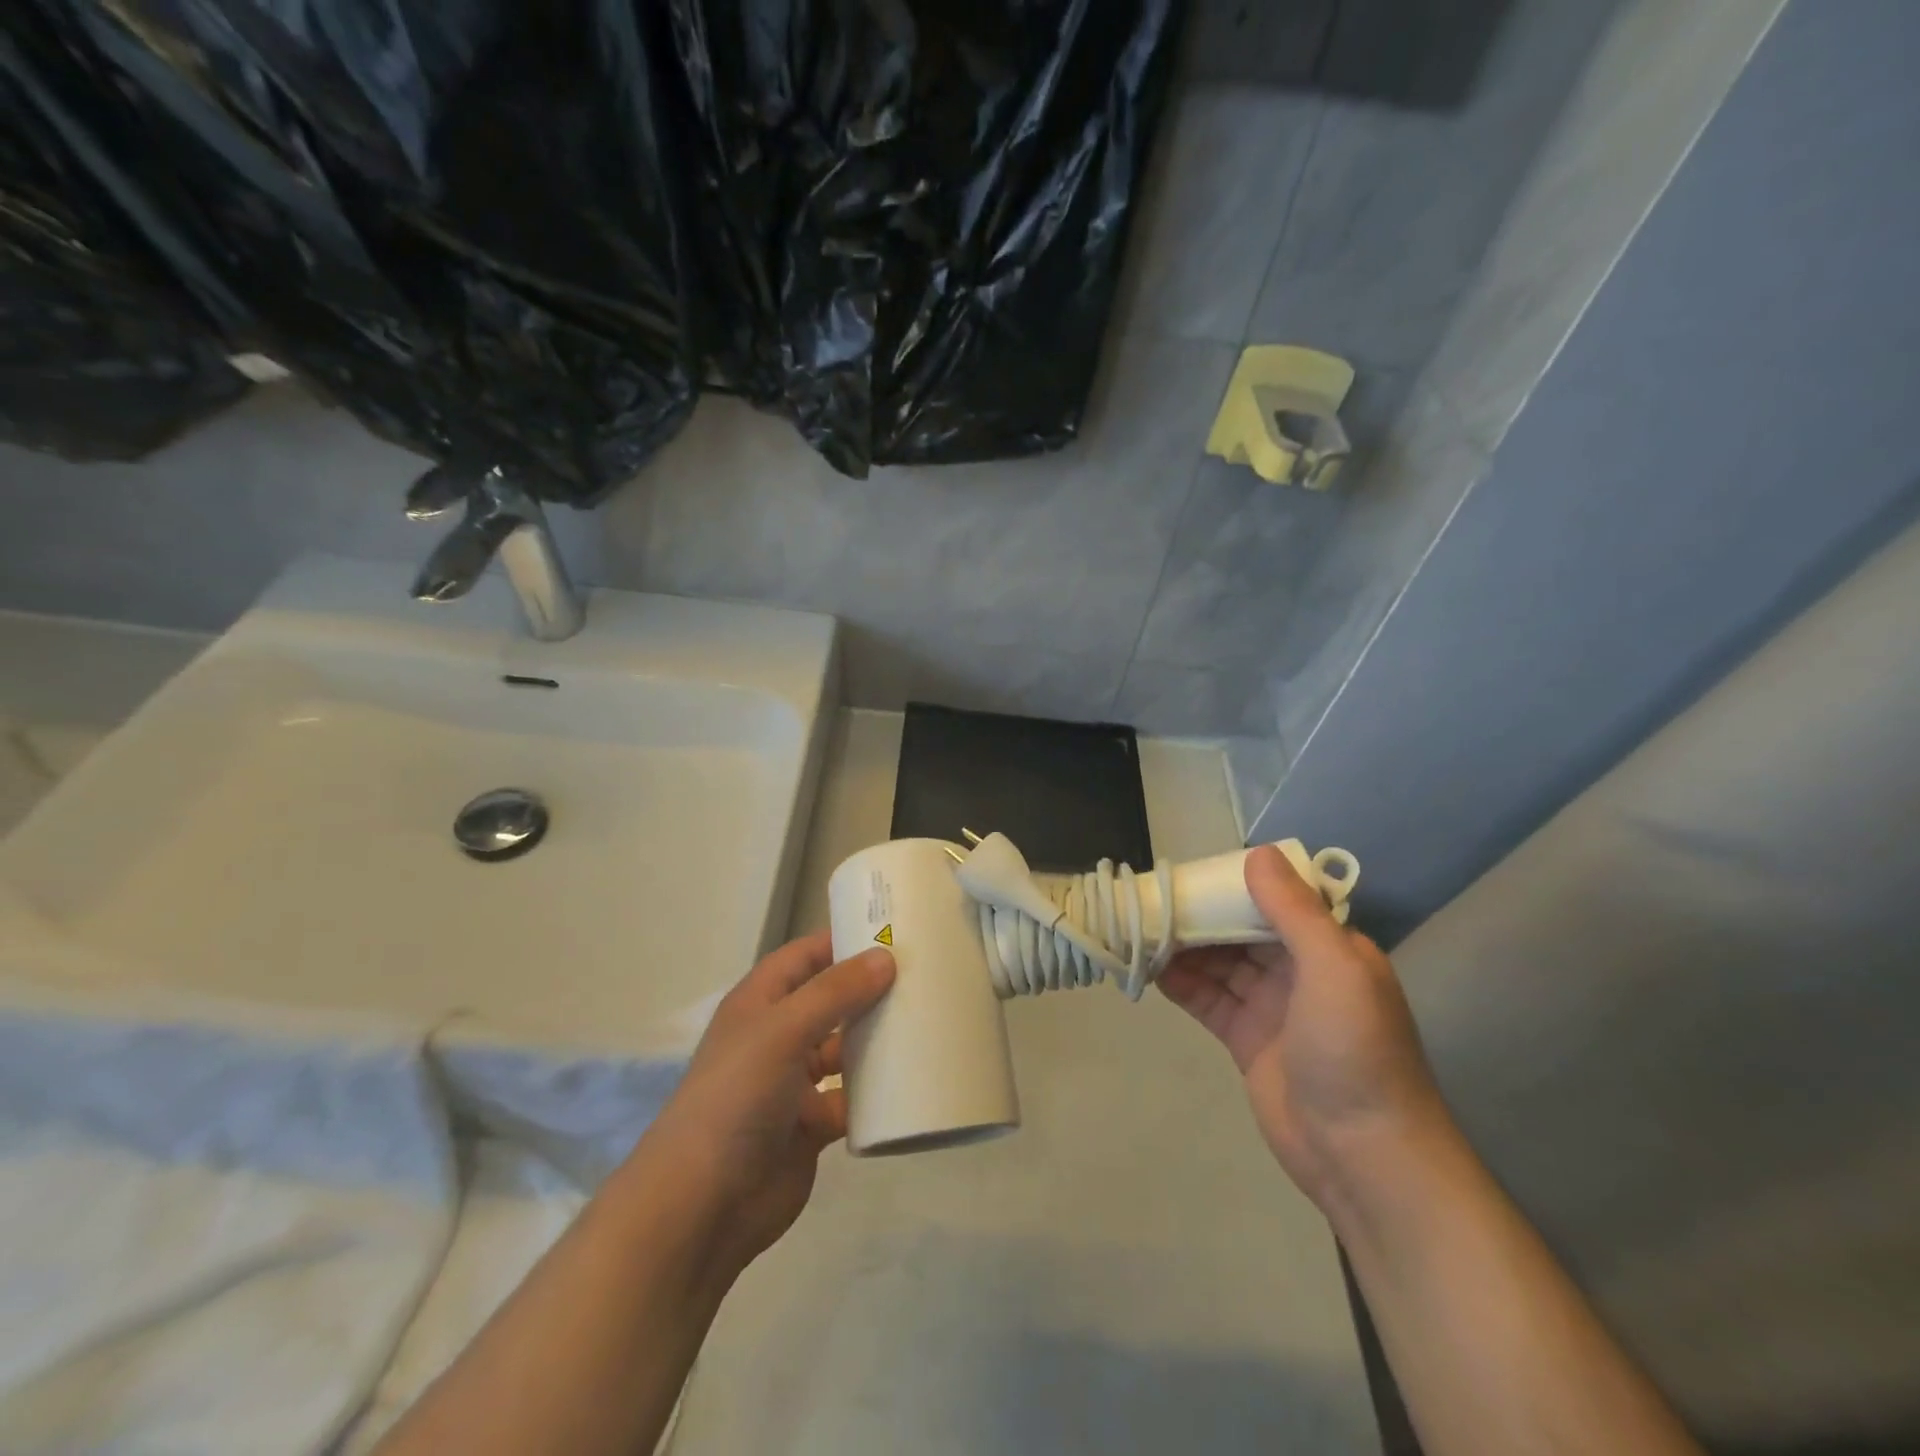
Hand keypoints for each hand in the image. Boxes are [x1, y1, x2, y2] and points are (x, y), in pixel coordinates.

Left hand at [638, 930, 894, 1276]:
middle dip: (870, 989)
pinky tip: (914, 1080)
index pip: (805, 956)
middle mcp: (777, 1035)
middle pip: (830, 1000)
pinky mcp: (812, 1125)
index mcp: (760, 1002)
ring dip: (876, 1039)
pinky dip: (877, 1092)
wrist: (703, 1204)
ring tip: (928, 1022)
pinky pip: (852, 1099)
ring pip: (844, 1049)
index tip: (895, 931)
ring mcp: (794, 1083)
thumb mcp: (783, 1030)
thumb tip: (886, 957)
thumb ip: (835, 992)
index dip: (842, 940)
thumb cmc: (737, 1096)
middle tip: (925, 976)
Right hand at [1159, 844, 1446, 1208]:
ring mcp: (1271, 1007)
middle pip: (1240, 930)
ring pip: (1220, 962)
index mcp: (1328, 947)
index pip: (1275, 900)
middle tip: (1150, 900)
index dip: (1232, 883)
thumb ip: (1294, 910)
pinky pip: (1208, 999)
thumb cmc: (1354, 1050)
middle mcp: (1298, 970)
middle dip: (1199, 914)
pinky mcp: (1246, 1039)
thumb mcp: (1334, 968)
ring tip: (1140, 930)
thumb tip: (1257, 853)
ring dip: (1184, 947)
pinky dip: (1181, 983)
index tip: (1190, 871)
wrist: (1363, 1154)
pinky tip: (1151, 969)